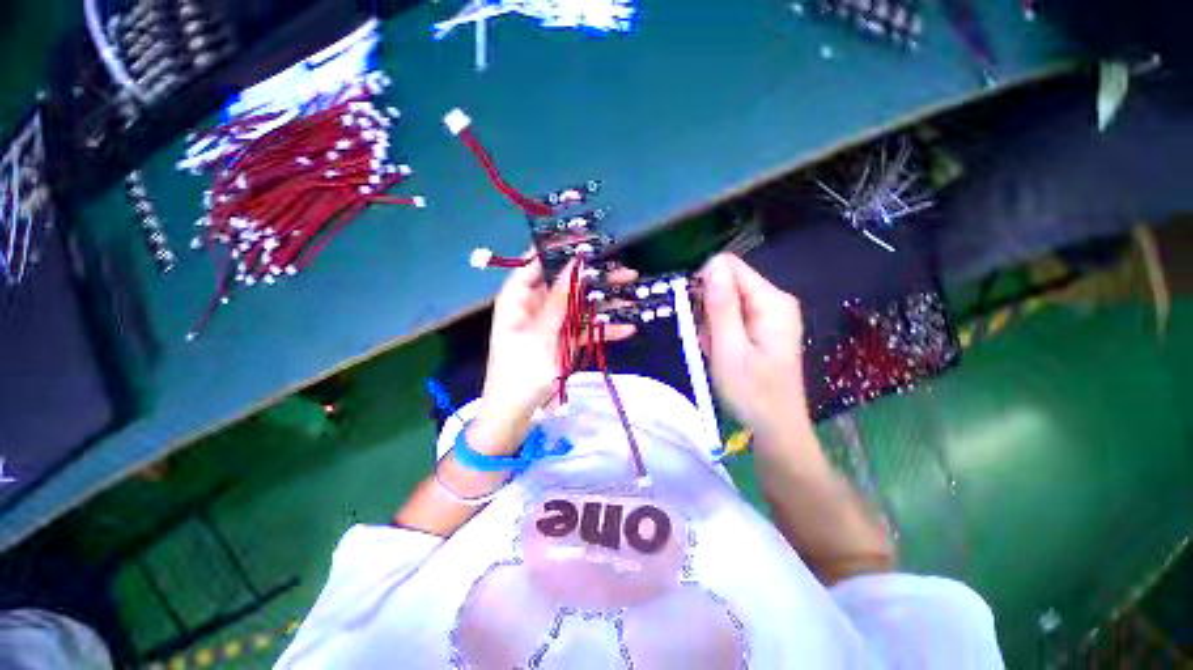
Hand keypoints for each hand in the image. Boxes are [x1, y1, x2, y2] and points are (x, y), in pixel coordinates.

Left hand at [474, 254, 635, 453]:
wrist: (516, 414)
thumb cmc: (520, 372)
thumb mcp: (541, 333)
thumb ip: (559, 299)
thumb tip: (575, 264)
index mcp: (518, 297)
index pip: (536, 261)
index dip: (560, 248)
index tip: (588, 239)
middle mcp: (536, 305)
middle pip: (567, 282)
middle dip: (594, 278)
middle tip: (625, 271)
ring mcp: (553, 323)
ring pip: (580, 304)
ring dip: (605, 302)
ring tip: (633, 295)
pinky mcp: (565, 340)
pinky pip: (586, 328)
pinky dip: (604, 329)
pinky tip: (628, 328)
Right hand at [698, 253, 808, 442]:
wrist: (775, 427)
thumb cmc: (751, 393)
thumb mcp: (729, 350)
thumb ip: (721, 307)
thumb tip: (712, 264)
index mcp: (771, 301)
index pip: (728, 266)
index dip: (705, 285)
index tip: (698, 316)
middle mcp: (775, 300)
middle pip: (727, 282)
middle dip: (708, 307)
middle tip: (708, 340)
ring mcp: (771, 313)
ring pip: (726, 299)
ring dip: (711, 322)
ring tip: (715, 350)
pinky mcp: (765, 326)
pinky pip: (732, 315)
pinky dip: (719, 331)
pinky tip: (722, 352)